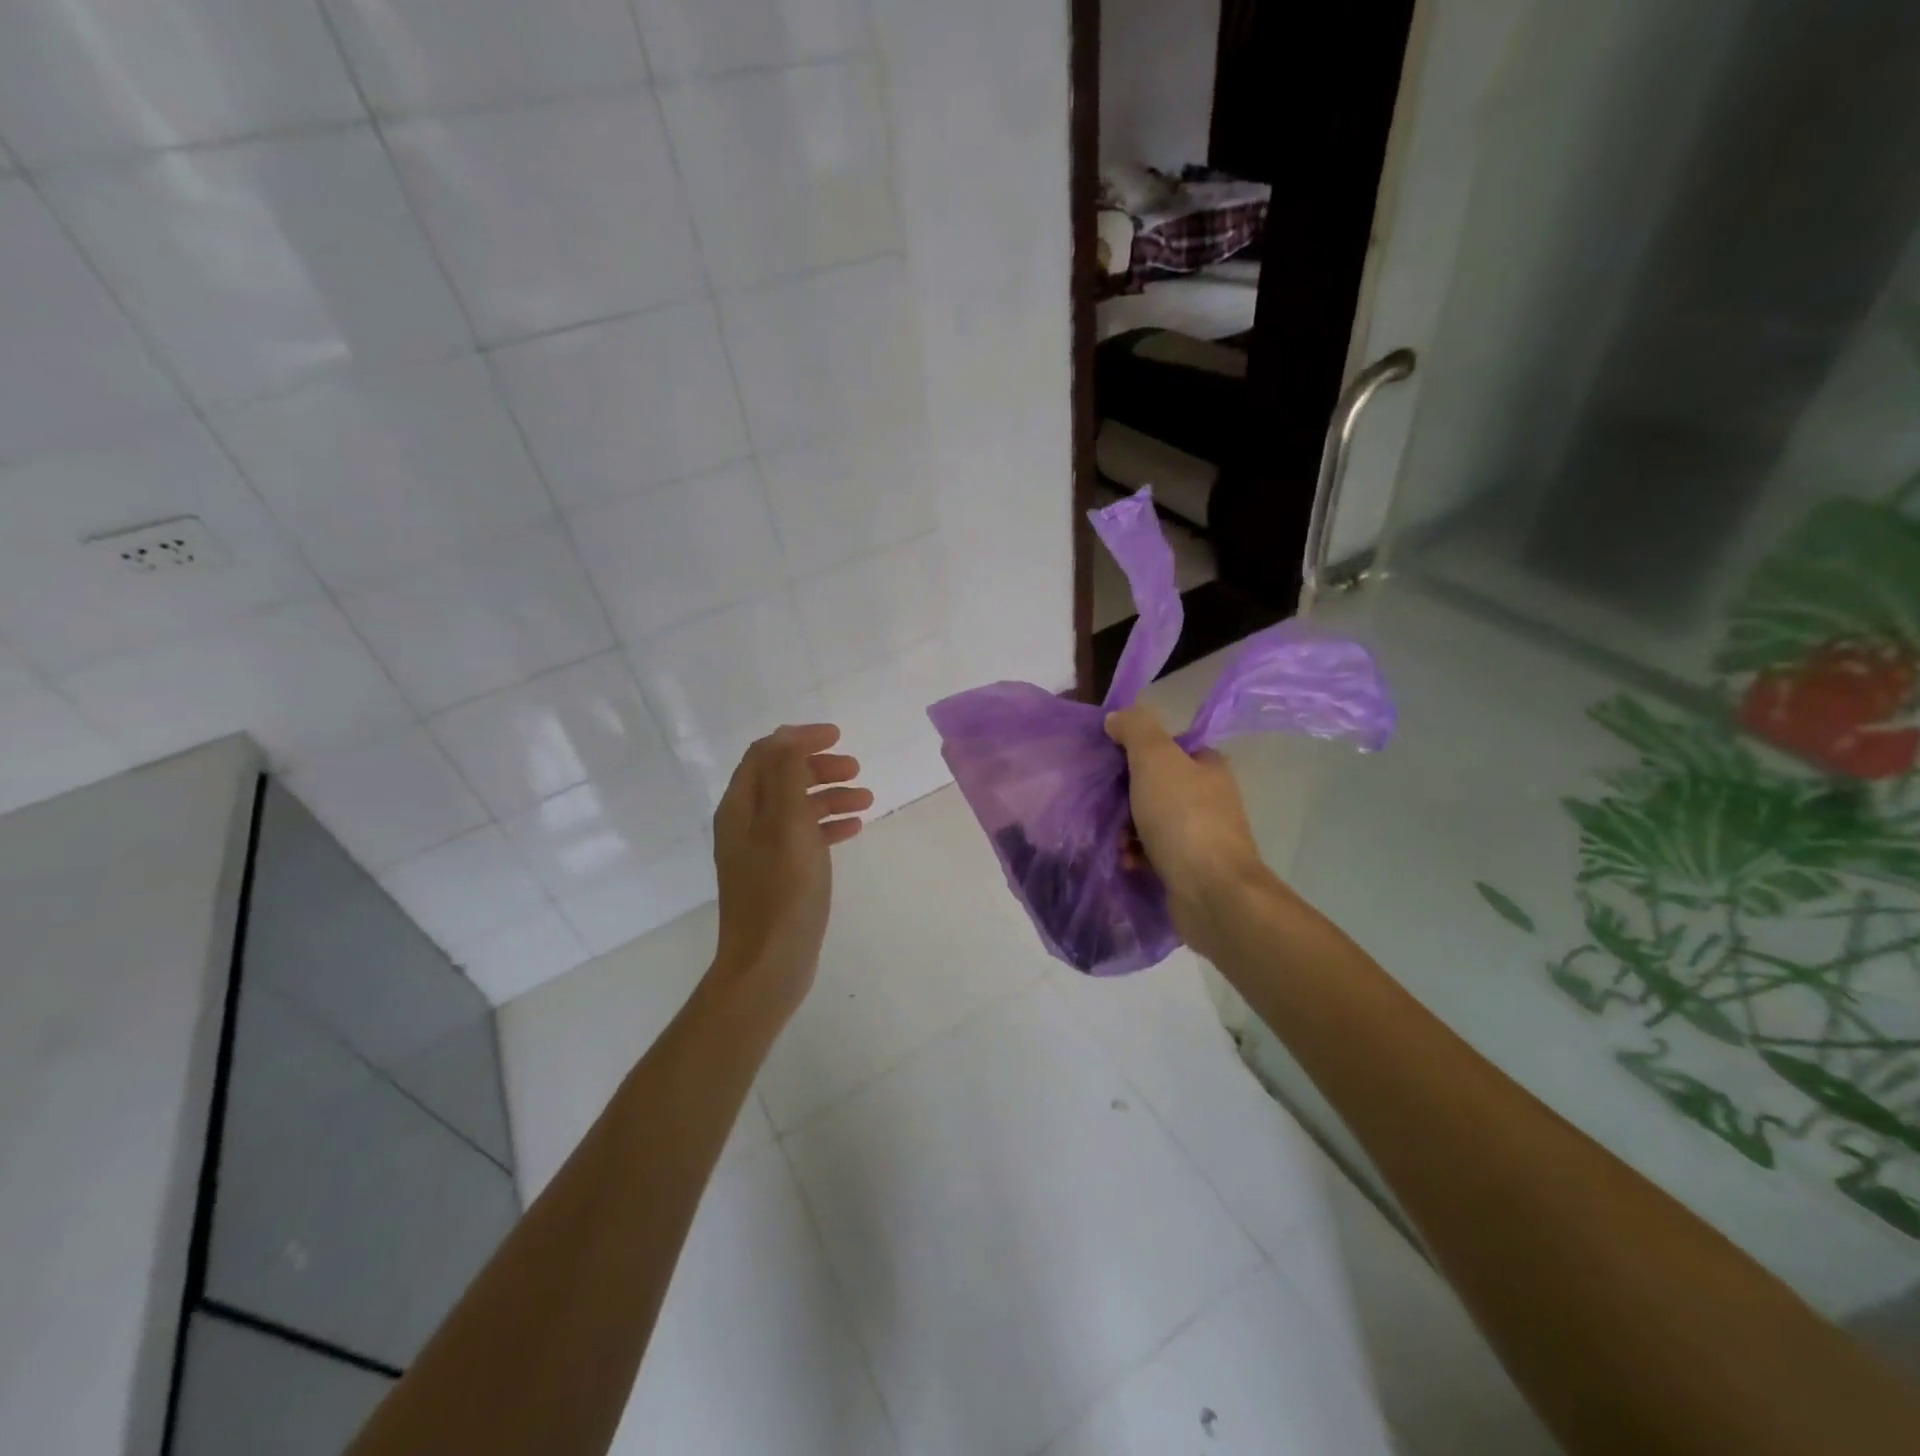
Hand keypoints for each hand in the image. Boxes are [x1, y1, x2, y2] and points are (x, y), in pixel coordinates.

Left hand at [709, 724, 871, 1017]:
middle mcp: (746, 823)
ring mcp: (762, 850)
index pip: (767, 753)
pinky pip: (804, 835)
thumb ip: (788, 777)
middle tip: (856, 770)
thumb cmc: (781, 892)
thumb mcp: (787, 825)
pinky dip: (828, 824)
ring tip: (867, 799)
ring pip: (797, 806)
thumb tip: (789, 735)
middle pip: (783, 777)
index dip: (800, 738)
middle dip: (819, 767)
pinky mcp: (779, 873)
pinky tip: (854, 828)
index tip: (838, 736)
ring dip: (830, 795)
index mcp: (741, 807)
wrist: (768, 965)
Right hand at [1106, 706, 1272, 958]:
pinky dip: (1135, 855)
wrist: (1211, 893)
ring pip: (1149, 820)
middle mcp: (1209, 797)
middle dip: (1125, 796)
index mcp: (1208, 766)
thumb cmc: (1183, 818)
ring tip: (1116, 840)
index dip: (1136, 751)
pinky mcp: (1189, 868)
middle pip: (1154, 785)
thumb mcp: (1155, 759)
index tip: (1110, 763)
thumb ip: (1136, 729)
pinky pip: (1151, 852)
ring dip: (1126, 828)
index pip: (1168, 747)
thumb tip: (1117, 716)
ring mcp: (1200, 835)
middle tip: (1106, 805)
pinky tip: (1126, 861)